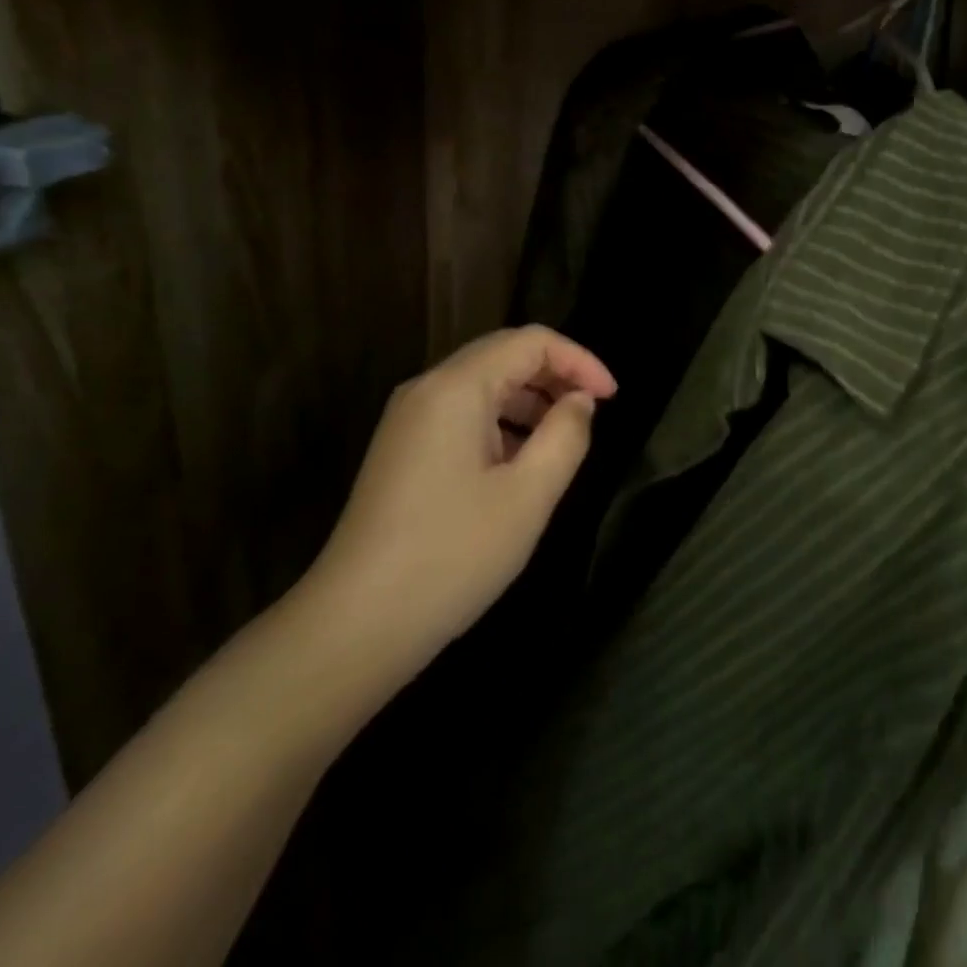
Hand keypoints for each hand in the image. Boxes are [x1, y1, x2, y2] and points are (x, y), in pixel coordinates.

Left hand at [302, 327, 617, 674]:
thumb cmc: (452, 555)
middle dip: (555, 374)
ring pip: (482, 384)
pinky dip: (501, 422)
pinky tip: (521, 463)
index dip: (579, 360)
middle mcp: (427, 388)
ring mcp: (408, 419)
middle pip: (503, 355)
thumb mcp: (528, 495)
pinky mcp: (402, 449)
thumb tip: (579, 402)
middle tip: (593, 411)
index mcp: (456, 387)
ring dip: (529, 399)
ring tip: (563, 440)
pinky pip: (462, 413)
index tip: (612, 398)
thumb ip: (566, 435)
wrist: (355, 624)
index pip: (530, 341)